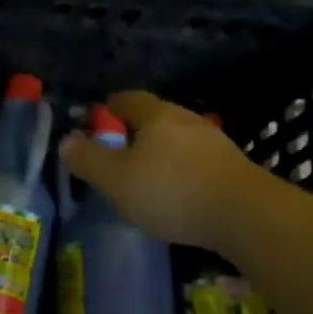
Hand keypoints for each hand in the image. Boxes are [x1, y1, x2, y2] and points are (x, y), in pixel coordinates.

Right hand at [59, 90, 256, 251]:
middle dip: (137, 130)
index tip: (101, 116)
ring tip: (149, 174)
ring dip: (162, 151)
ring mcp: (214, 141)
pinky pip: (197, 160)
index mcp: (156, 115)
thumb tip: (66, 141)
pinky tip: (180, 192)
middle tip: (120, 150)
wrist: (246, 214)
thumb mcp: (118, 180)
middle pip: (156, 117)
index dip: (112, 106)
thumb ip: (89, 160)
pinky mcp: (232, 167)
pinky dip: (183, 169)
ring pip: (179, 139)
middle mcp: (186, 119)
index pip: (128, 99)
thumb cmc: (173, 191)